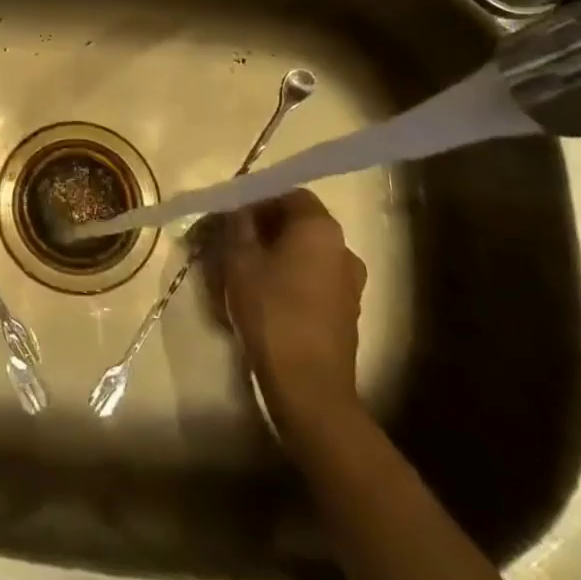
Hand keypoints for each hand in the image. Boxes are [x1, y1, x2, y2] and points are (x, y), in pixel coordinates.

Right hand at [217, 190, 367, 445]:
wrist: (309, 386)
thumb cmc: (271, 311)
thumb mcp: (239, 260)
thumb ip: (237, 225)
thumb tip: (237, 208)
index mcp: (320, 228)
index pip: (289, 193)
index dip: (257, 197)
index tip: (230, 212)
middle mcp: (343, 248)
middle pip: (299, 222)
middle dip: (264, 226)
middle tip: (231, 238)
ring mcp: (350, 283)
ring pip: (306, 253)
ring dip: (277, 253)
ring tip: (243, 268)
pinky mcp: (346, 312)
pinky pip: (313, 279)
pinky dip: (290, 277)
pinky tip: (263, 294)